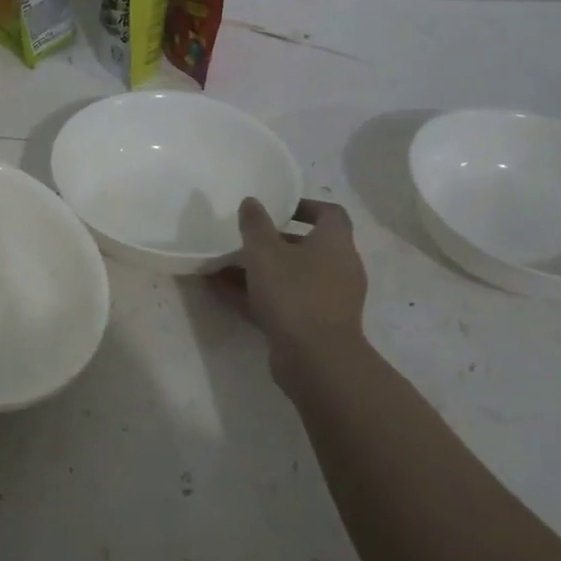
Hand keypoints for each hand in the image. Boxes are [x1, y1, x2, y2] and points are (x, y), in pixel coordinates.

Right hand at [210, 198, 368, 383]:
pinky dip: (257, 297)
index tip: (277, 209)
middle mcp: (338, 268)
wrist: (315, 359)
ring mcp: (328, 300)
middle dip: (272, 243)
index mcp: (335, 243)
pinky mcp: (313, 326)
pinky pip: (283, 303)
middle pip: (306, 247)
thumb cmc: (294, 293)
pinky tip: (222, 294)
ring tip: (223, 267)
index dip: (305, 207)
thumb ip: (255, 224)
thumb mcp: (265, 252)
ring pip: (290, 277)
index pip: (329, 214)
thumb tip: (251, 202)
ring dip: (259, 272)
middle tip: (243, 240)